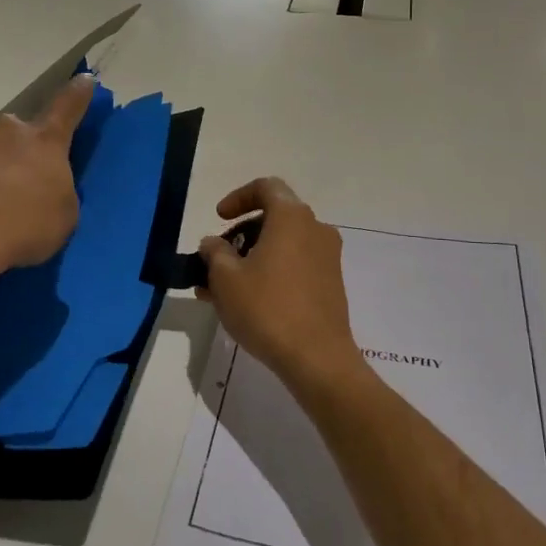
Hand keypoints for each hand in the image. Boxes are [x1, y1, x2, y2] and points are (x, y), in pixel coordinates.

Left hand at [0, 74, 95, 296]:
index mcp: (44, 142)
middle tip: (19, 184)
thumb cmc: (23, 229)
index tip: (84, 80)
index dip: (78, 93)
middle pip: (16, 132)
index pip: (67, 106)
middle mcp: (4, 132)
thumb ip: (58, 191)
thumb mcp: (62, 217)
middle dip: (18, 151)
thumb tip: (45, 185)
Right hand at [197, 178, 370, 404]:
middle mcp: (315, 229)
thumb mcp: (225, 278)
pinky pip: (295, 265)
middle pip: (274, 217)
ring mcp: (327, 257)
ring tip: (222, 287)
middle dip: (241, 233)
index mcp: (292, 217)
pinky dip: (270, 272)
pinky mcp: (331, 284)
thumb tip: (214, 244)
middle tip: (217, 258)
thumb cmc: (267, 308)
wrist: (317, 358)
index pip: (266, 187)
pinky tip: (246, 301)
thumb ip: (214, 252)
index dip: (238, 198)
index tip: (219, 219)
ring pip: (283, 244)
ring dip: (253, 257)